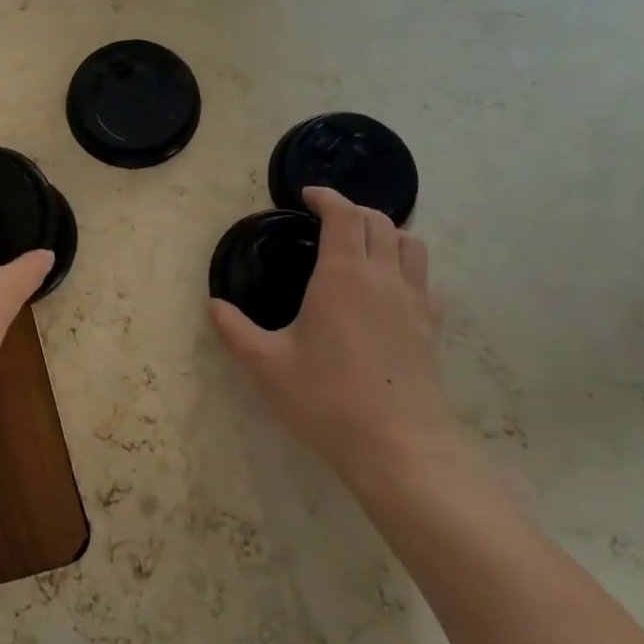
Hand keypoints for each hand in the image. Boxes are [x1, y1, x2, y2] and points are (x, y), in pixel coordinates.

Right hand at [210, 188, 470, 500]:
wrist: (398, 447)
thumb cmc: (326, 399)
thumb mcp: (265, 365)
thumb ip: (234, 330)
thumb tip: (212, 305)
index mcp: (342, 275)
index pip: (343, 215)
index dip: (327, 197)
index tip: (308, 195)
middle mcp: (383, 277)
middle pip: (378, 220)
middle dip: (352, 209)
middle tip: (327, 219)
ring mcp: (414, 300)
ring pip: (409, 242)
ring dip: (385, 230)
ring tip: (361, 243)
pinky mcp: (431, 325)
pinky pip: (423, 276)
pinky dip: (405, 263)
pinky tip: (388, 286)